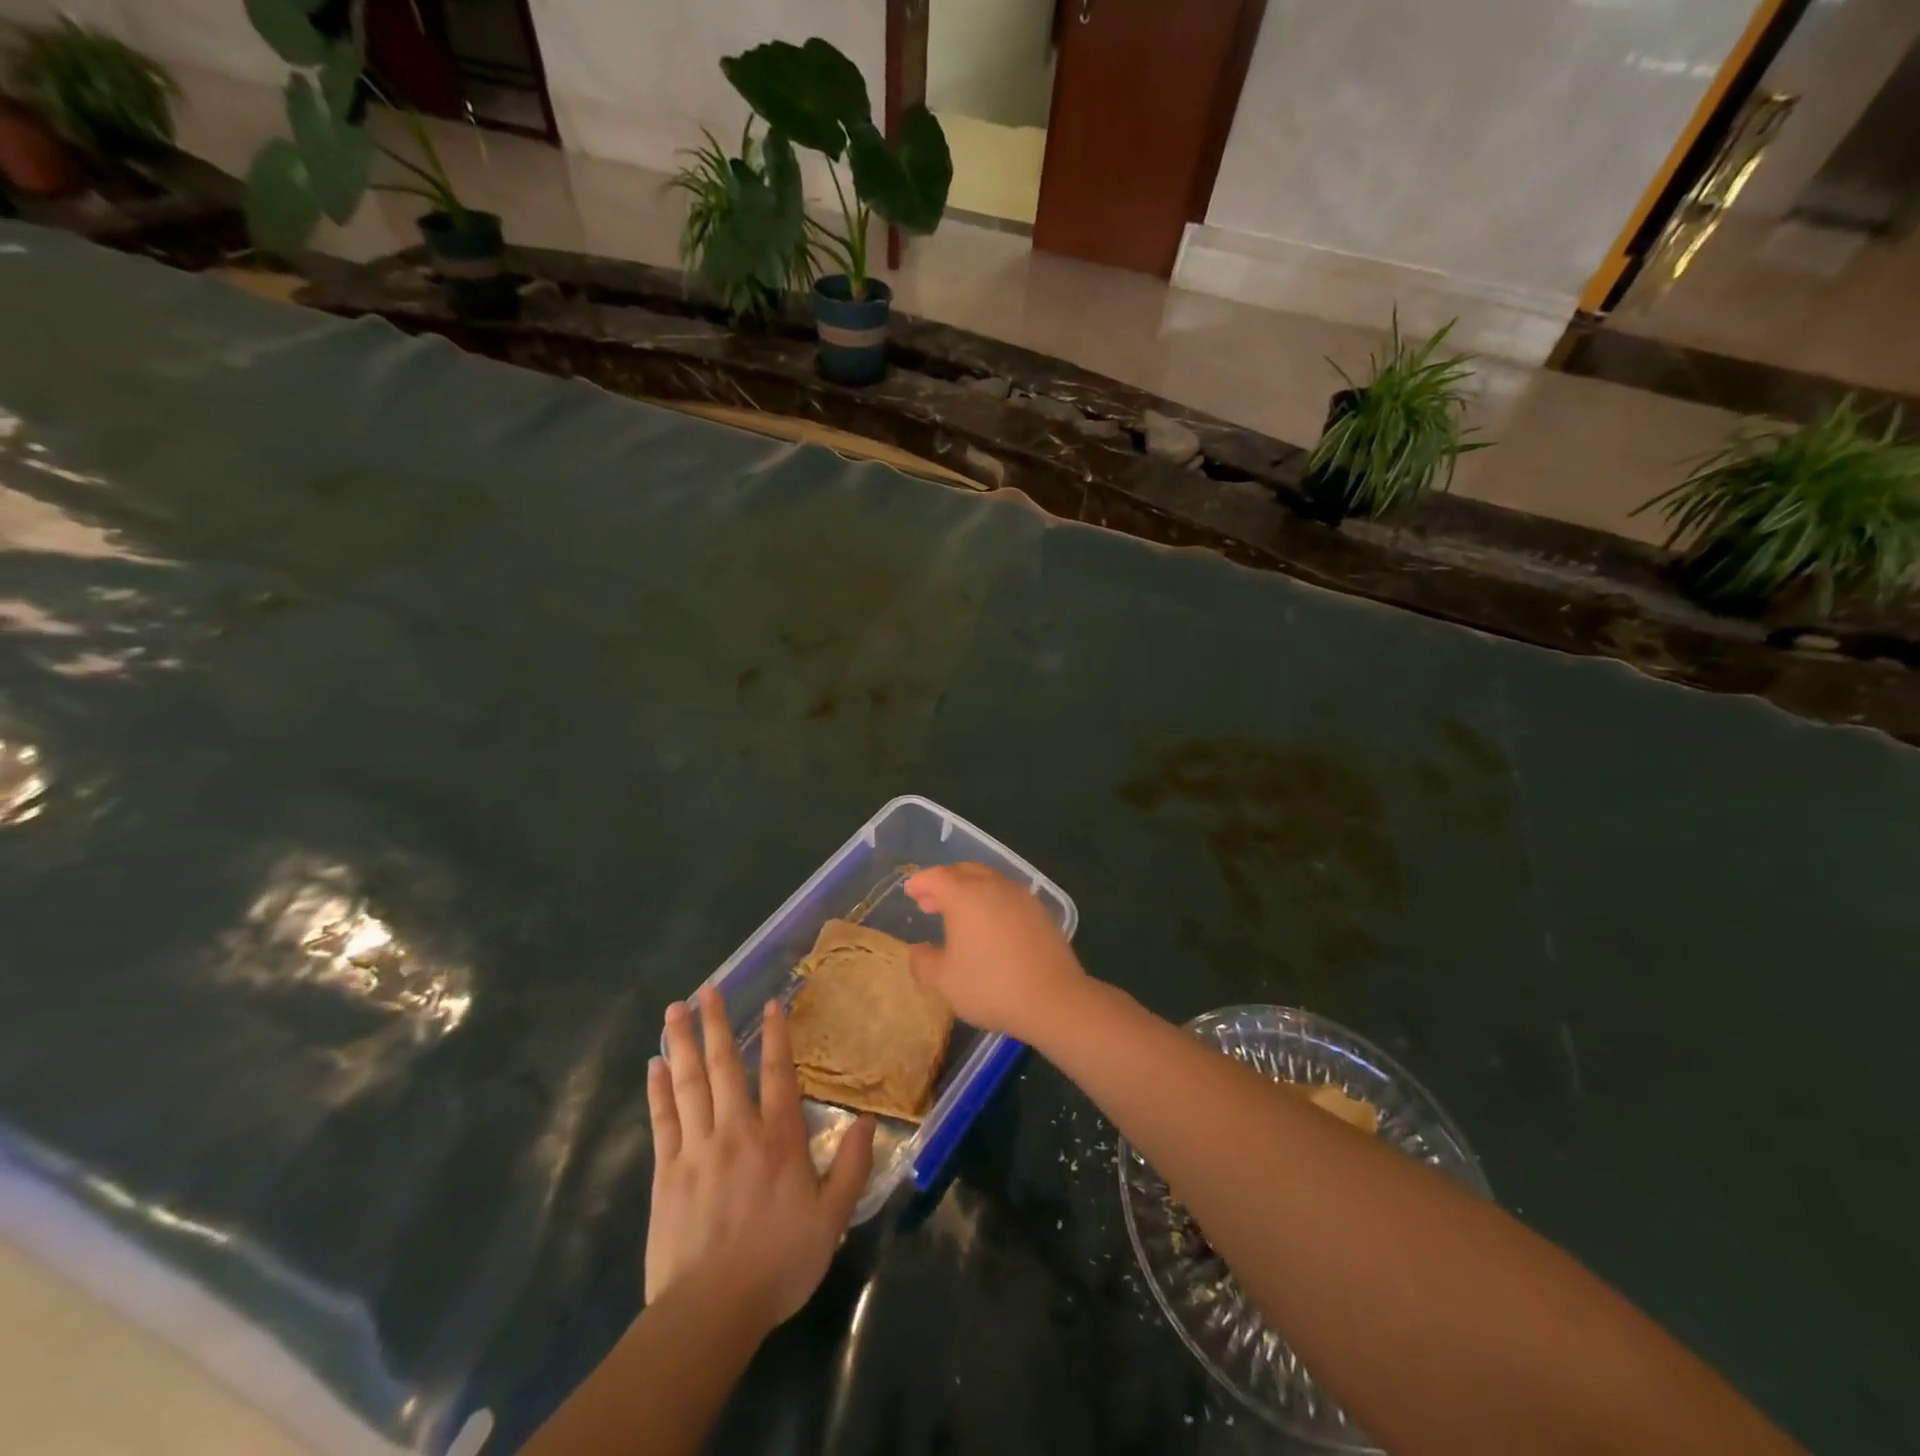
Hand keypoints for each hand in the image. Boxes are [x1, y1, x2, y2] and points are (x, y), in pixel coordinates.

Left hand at [645, 986, 874, 1328]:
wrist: (711, 1310)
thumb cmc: (778, 1262)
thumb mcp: (832, 1218)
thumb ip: (851, 1165)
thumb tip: (866, 1120)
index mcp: (778, 1138)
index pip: (778, 1074)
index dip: (775, 1036)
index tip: (769, 1003)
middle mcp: (737, 1131)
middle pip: (724, 1067)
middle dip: (715, 1024)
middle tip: (706, 989)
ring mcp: (697, 1148)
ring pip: (689, 1084)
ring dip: (683, 1043)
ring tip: (675, 1011)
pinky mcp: (667, 1172)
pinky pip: (663, 1119)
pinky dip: (658, 1089)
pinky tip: (655, 1065)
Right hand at [905, 863, 1088, 1041]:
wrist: (1052, 997)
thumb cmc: (990, 985)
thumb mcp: (944, 981)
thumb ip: (924, 962)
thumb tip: (918, 950)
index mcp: (965, 895)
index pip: (937, 877)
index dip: (921, 882)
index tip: (910, 890)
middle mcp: (993, 886)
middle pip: (964, 871)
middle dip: (944, 882)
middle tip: (930, 901)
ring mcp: (1021, 895)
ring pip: (989, 880)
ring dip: (969, 890)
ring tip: (959, 913)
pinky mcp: (1040, 910)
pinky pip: (1007, 895)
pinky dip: (991, 900)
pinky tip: (989, 924)